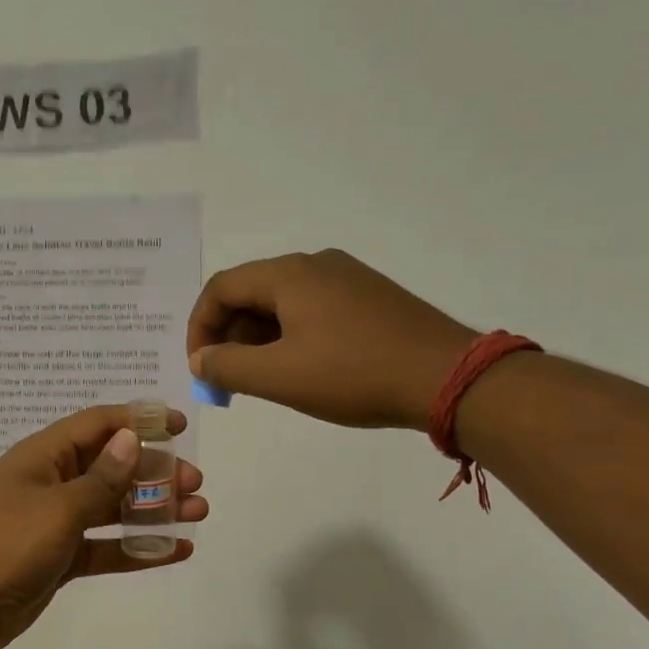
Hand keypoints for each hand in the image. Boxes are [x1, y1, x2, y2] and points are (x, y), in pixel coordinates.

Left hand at [0, 406, 208, 648]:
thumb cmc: (4, 545)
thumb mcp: (57, 508)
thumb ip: (100, 478)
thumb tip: (130, 438)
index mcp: (43, 457)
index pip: (97, 425)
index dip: (138, 421)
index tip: (179, 426)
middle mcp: (51, 483)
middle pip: (111, 467)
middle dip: (154, 471)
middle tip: (195, 482)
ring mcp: (55, 523)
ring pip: (112, 508)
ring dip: (153, 509)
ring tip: (197, 512)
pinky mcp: (59, 559)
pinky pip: (105, 547)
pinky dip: (137, 548)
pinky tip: (175, 550)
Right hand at [187, 250, 474, 428]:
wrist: (448, 377)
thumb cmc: (354, 374)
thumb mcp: (279, 376)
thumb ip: (227, 366)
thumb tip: (200, 359)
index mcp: (288, 274)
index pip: (220, 288)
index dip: (200, 328)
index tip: (200, 369)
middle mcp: (315, 265)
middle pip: (250, 294)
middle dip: (229, 338)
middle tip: (228, 383)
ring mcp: (347, 279)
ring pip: (281, 304)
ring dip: (258, 341)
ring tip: (262, 382)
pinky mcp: (369, 298)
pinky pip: (312, 311)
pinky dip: (290, 338)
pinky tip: (302, 371)